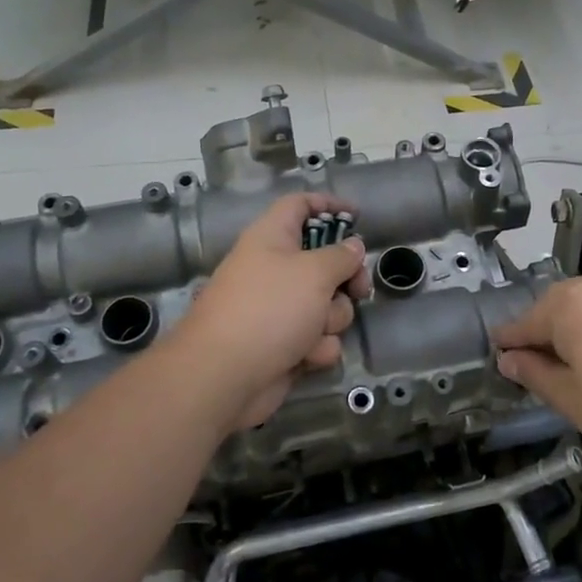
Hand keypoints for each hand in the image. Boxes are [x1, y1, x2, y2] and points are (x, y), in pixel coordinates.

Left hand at [167, 192, 372, 431]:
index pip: (300, 205)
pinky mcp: (284, 344)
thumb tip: (353, 246)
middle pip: (325, 260)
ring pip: (327, 304)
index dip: (328, 204)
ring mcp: (279, 309)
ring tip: (314, 331)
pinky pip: (317, 338)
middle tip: (358, 289)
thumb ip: (342, 256)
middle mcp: (275, 269)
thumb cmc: (269, 309)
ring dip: (331, 319)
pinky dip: (316, 347)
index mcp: (272, 237)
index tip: (357, 216)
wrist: (224, 376)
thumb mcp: (314, 272)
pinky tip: (305, 357)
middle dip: (346, 278)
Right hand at [492, 271, 581, 470]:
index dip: (509, 342)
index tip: (499, 355)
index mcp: (566, 305)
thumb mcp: (573, 401)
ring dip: (580, 327)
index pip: (523, 323)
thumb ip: (534, 375)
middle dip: (546, 333)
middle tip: (545, 367)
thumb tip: (508, 359)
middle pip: (556, 307)